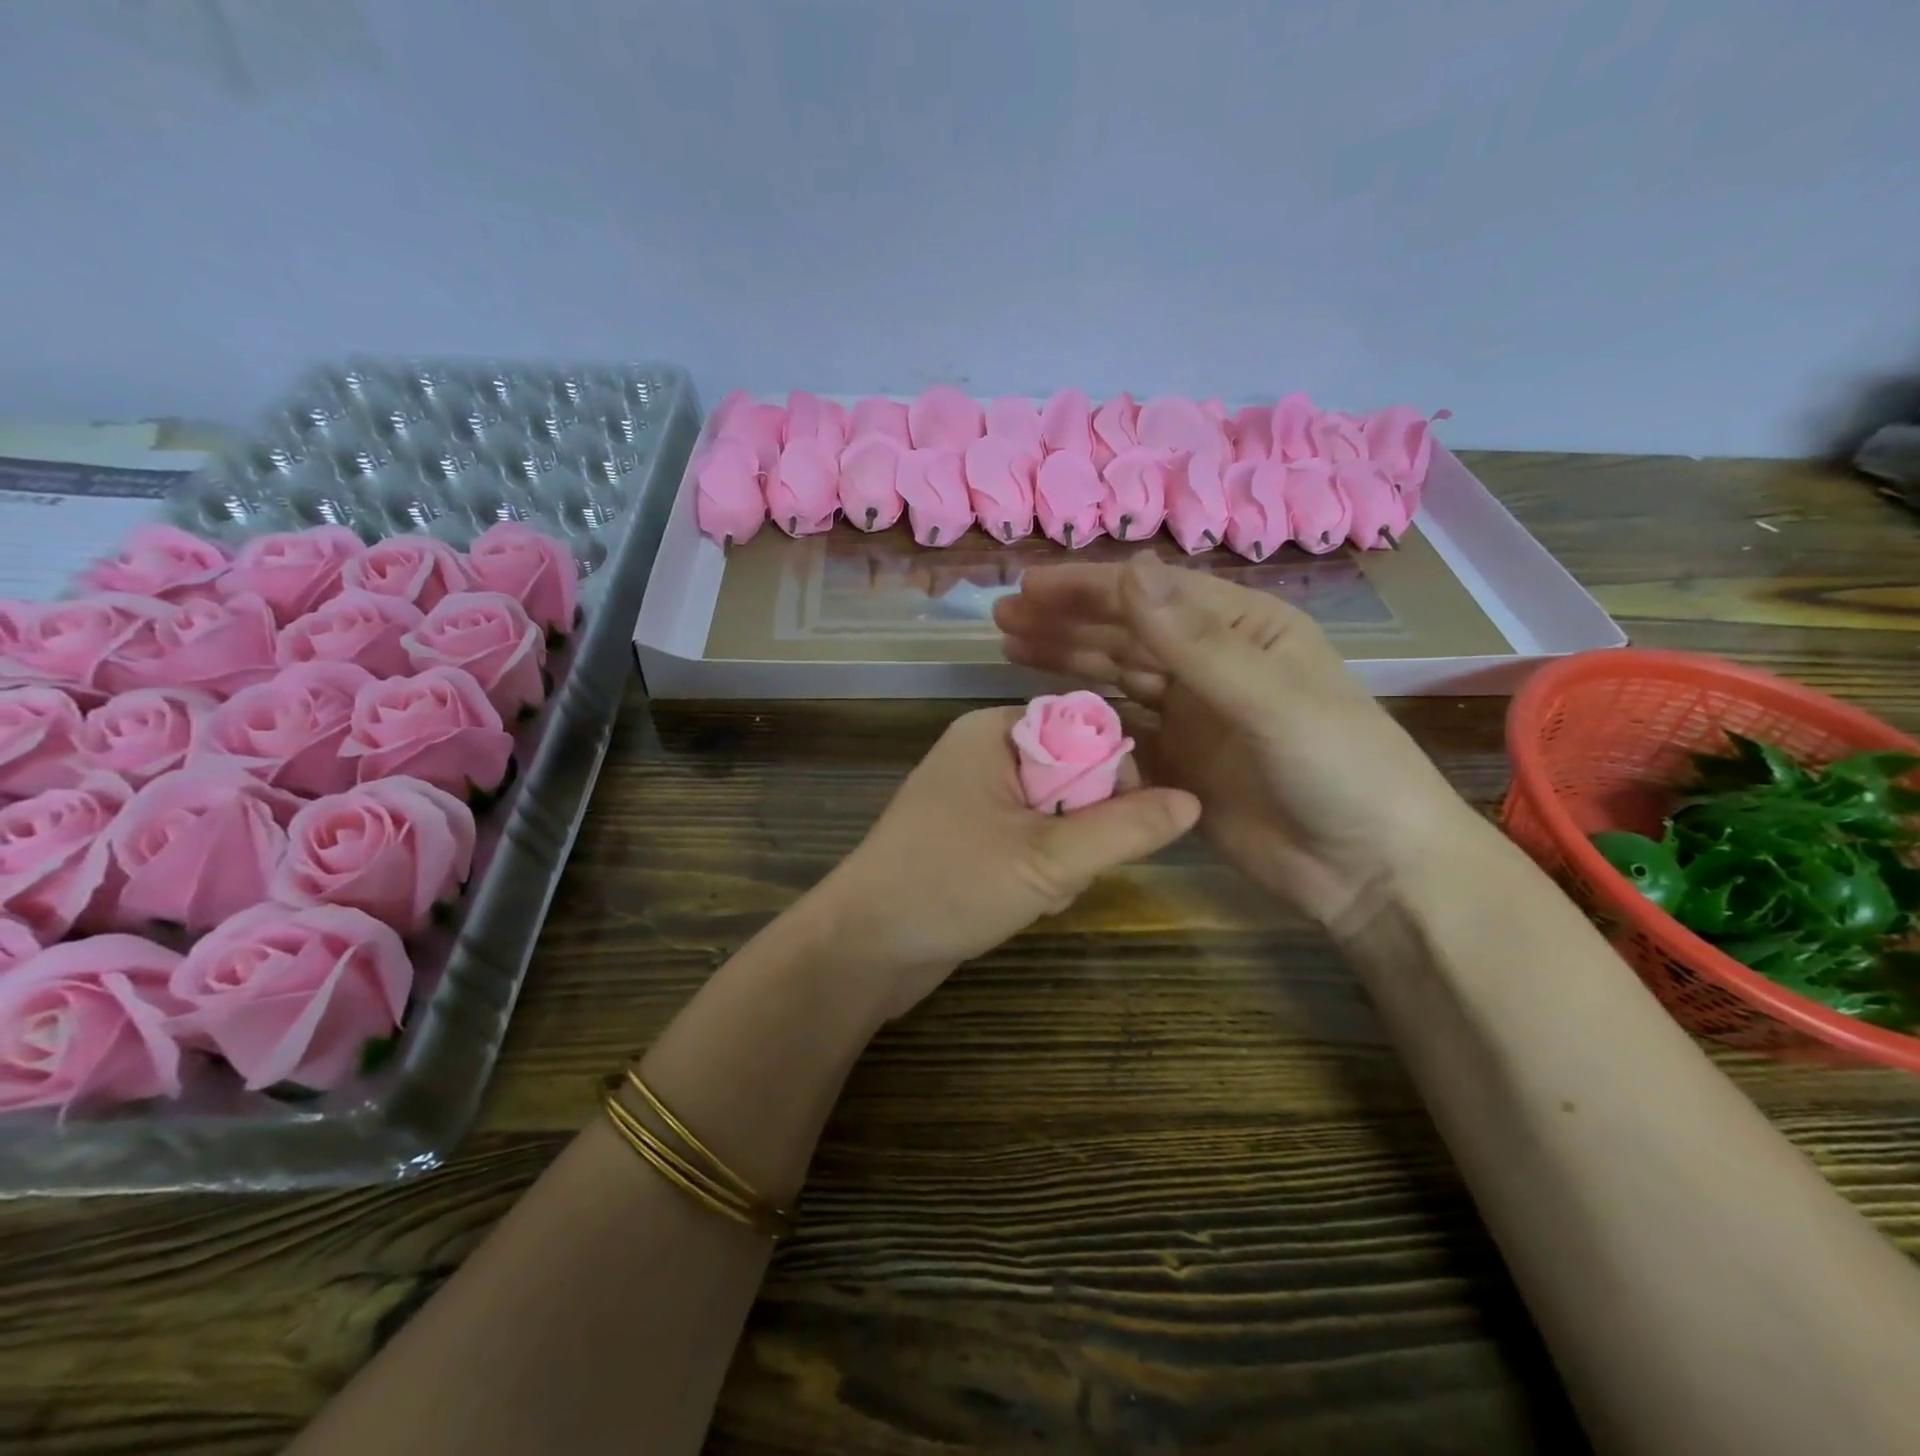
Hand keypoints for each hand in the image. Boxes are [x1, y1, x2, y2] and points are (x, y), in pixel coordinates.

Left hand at [808, 706, 1199, 1020]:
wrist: (862, 949)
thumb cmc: (950, 885)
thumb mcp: (1048, 858)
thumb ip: (1124, 829)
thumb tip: (1192, 800)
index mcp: (994, 731)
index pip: (1085, 728)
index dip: (1116, 776)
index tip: (1123, 830)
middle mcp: (983, 753)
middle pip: (1075, 774)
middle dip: (1085, 830)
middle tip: (1068, 871)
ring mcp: (973, 798)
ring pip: (1057, 815)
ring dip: (1064, 859)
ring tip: (1041, 894)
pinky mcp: (969, 838)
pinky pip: (1030, 840)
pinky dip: (1039, 871)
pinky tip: (1025, 903)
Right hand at [994, 552, 1478, 931]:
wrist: (1370, 870)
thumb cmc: (1339, 767)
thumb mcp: (1270, 699)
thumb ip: (1195, 641)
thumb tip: (1130, 569)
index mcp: (1242, 629)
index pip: (1151, 596)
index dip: (1087, 589)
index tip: (1027, 586)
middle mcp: (1212, 665)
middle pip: (1125, 634)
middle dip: (1065, 622)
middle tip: (1004, 617)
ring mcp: (1194, 717)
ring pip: (1117, 679)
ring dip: (1067, 662)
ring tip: (1011, 650)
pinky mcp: (1180, 765)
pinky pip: (1123, 733)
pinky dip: (1087, 721)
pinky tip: (1049, 713)